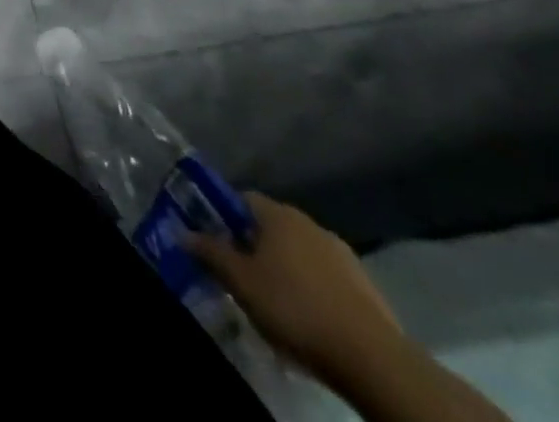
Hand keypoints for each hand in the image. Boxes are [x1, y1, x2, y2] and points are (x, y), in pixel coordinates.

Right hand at [187, 193, 401, 386]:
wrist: (375, 360)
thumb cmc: (295, 307)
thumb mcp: (239, 280)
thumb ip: (209, 251)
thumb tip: (183, 232)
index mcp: (278, 214)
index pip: (241, 199)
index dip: (223, 217)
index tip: (214, 240)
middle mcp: (310, 223)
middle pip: (271, 226)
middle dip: (254, 245)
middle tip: (240, 272)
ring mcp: (344, 255)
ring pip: (301, 253)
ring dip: (285, 268)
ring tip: (274, 298)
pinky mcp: (367, 288)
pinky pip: (326, 277)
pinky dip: (313, 288)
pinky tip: (308, 314)